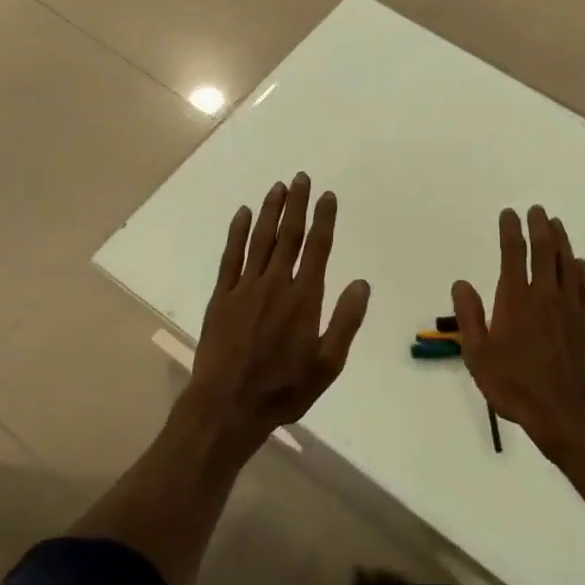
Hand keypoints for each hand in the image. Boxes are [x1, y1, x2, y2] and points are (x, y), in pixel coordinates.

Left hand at [187, 172, 370, 450]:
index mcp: (304, 298)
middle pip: (289, 235)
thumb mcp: (327, 365)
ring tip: (277, 187)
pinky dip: (237, 233)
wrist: (227, 407)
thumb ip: (345, 322)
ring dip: (270, 211)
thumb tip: (362, 284)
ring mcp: (245, 288)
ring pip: (261, 239)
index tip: (327, 196)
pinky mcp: (222, 296)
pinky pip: (231, 256)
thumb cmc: (283, 389)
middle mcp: (276, 284)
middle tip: (301, 177)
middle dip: (297, 204)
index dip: (324, 219)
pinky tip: (242, 214)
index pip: (318, 248)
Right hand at [451, 206, 584, 458]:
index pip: (513, 254)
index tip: (509, 214)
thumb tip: (462, 283)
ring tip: (557, 224)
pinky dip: (581, 271)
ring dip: (562, 241)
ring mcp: (572, 307)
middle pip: (545, 250)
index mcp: (516, 299)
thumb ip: (469, 316)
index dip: (510, 230)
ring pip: (568, 263)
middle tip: (537, 210)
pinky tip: (579, 265)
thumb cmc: (515, 385)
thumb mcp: (478, 356)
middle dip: (540, 226)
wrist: (567, 412)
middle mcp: (546, 295)